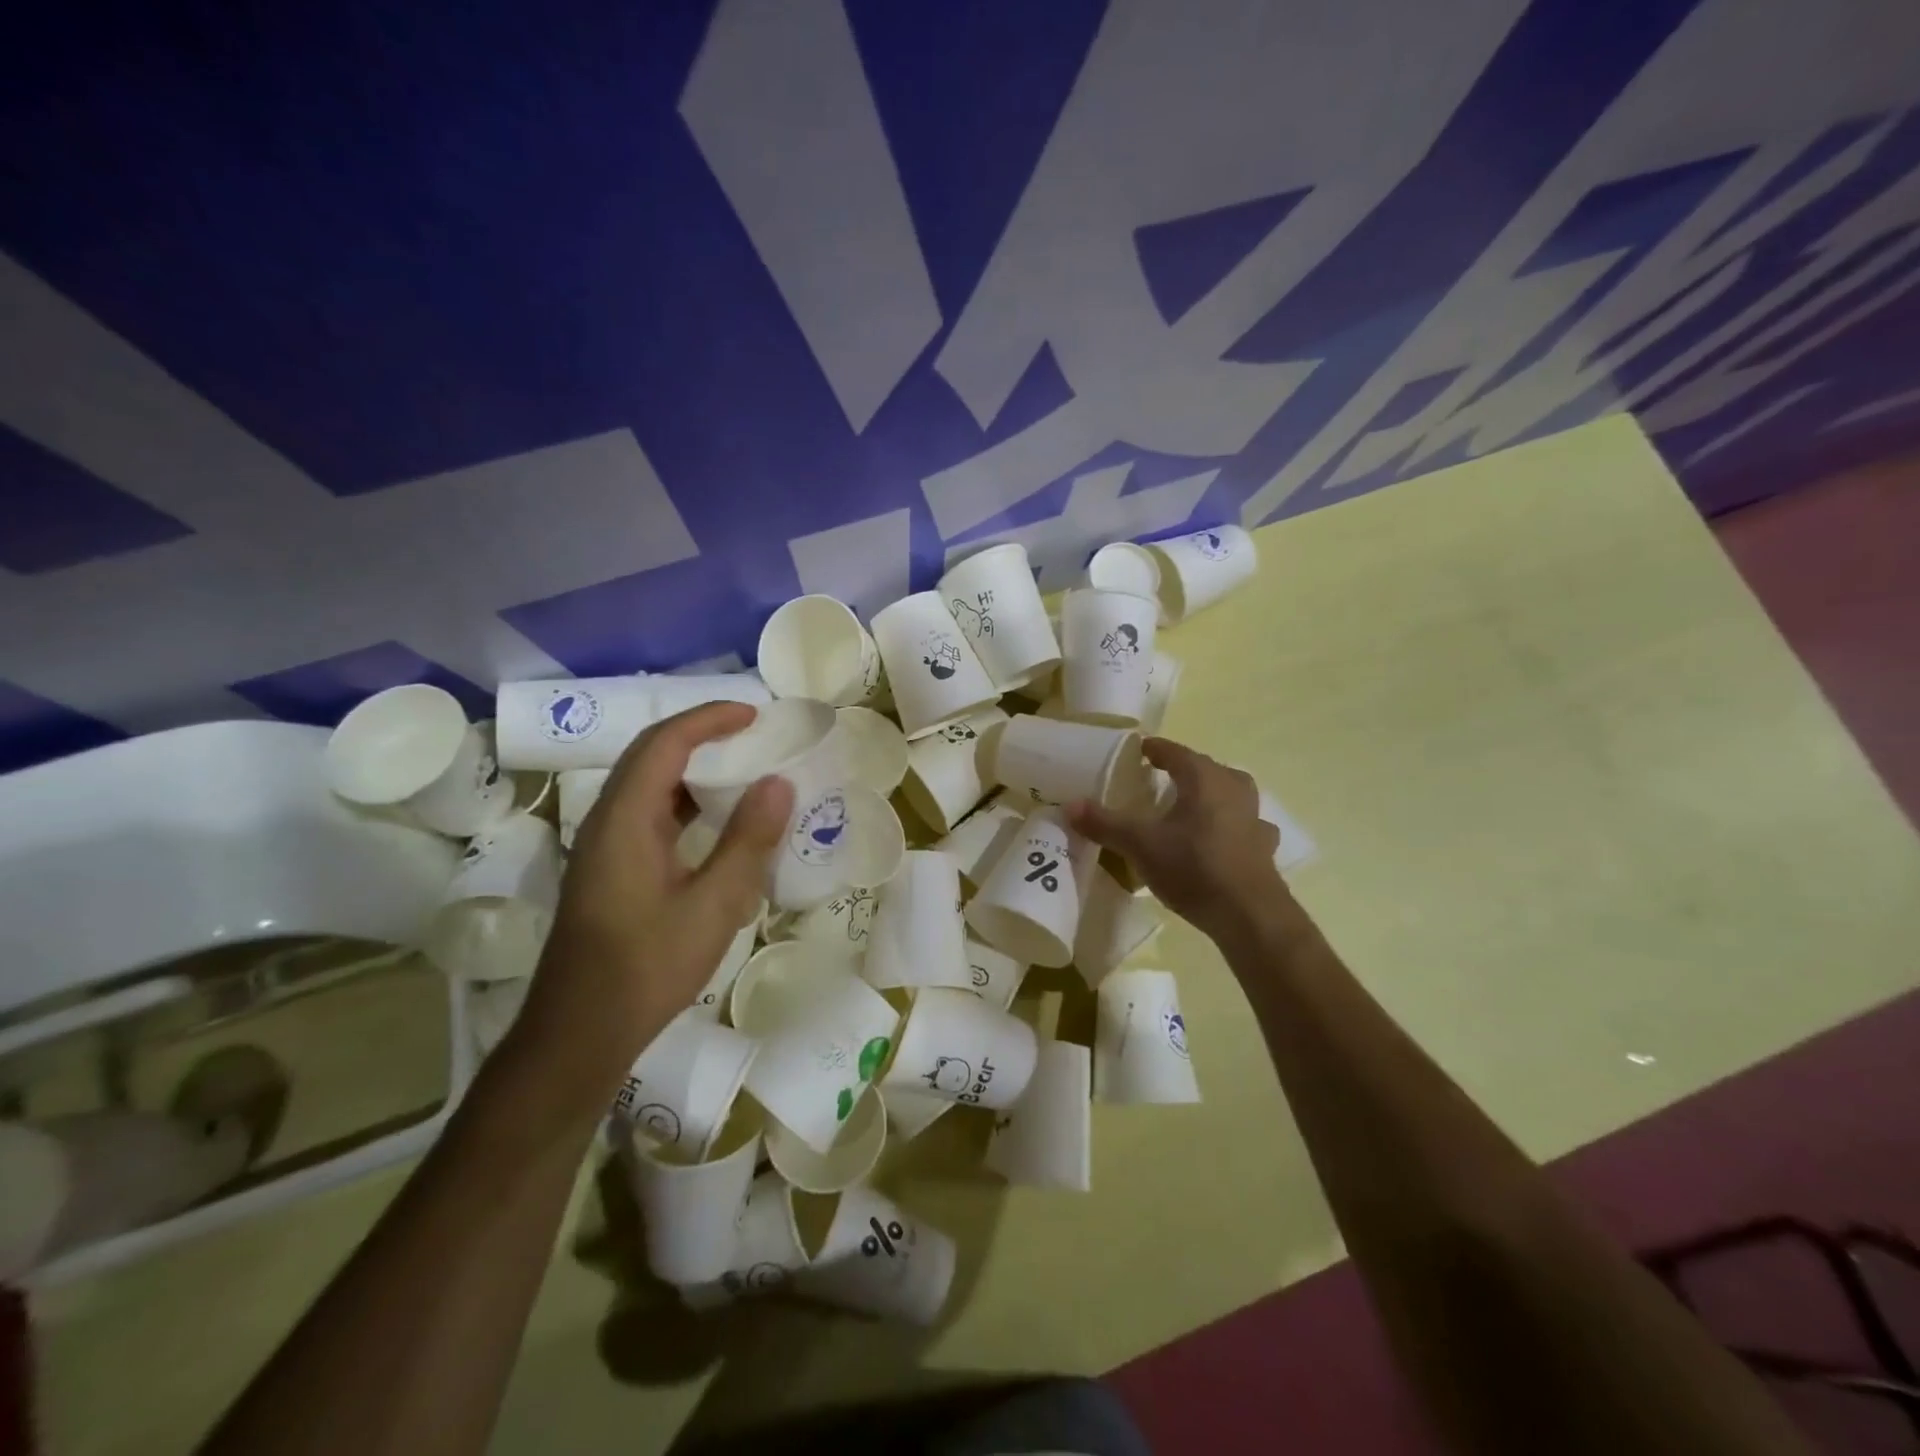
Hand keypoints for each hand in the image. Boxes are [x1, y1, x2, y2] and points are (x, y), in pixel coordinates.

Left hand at [508, 703, 793, 1108]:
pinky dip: (686, 803)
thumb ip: (748, 841)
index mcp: (625, 820)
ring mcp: (605, 847)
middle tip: (753, 735)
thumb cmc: (647, 968)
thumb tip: (779, 783)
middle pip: (651, 755)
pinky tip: (718, 825)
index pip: (665, 743)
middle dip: (701, 735)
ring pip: (649, 786)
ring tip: (743, 770)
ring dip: (693, 768)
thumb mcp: (713, 905)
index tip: (755, 715)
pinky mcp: (611, 871)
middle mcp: (608, 822)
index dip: (709, 719)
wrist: (579, 1034)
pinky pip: (650, 815)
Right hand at [1069, 737, 1288, 938]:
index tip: (1138, 750)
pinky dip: (1229, 825)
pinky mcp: (1263, 845)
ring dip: (1209, 795)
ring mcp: (1254, 816)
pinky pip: (1243, 824)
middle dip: (1182, 770)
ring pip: (1228, 793)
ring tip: (1188, 806)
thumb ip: (1105, 823)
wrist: (1249, 915)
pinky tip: (1220, 838)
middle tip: (1158, 779)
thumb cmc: (1193, 867)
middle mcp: (1233, 788)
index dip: (1154, 749)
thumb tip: (1070, 805)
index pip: (1174, 752)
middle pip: (1204, 769)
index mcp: (1204, 778)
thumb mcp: (1140, 845)